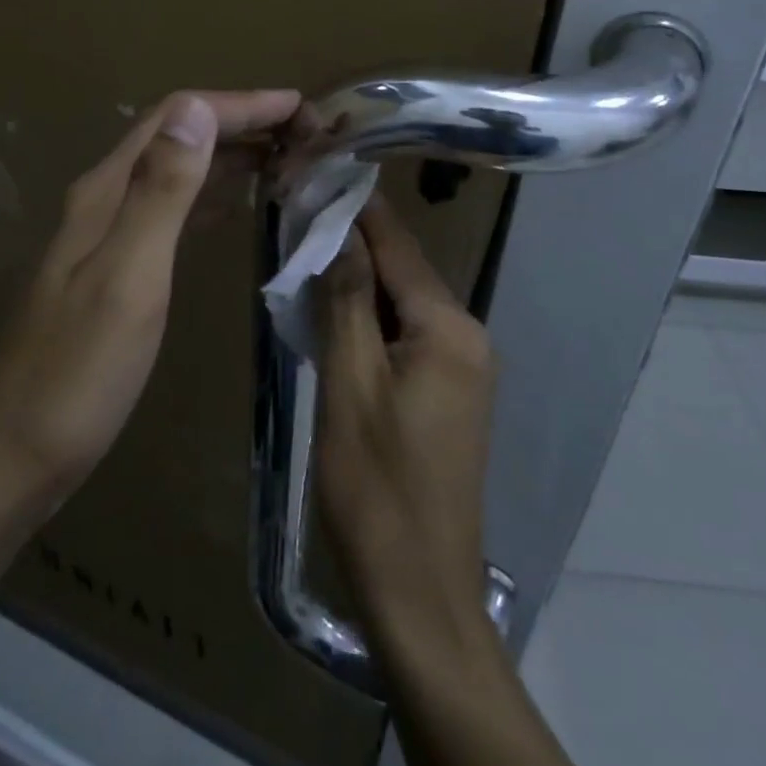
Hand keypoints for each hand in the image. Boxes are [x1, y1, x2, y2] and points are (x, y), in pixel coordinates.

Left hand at [0, 89, 299, 525]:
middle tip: (305, 132)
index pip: (178, 117)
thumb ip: (160, 192)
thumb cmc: (75, 376)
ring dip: (229, 155)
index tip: (301, 106)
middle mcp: (105, 201)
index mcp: (107, 192)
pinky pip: (173, 211)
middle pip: (177, 136)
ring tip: (285, 159)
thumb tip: (195, 107)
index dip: (240, 104)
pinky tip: (236, 208)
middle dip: (240, 122)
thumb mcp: (127, 278)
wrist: (7, 461)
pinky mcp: (114, 271)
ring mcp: (107, 237)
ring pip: (176, 172)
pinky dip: (212, 196)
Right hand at [316, 197, 496, 651]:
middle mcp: (467, 336)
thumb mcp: (350, 385)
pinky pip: (406, 335)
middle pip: (403, 271)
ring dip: (357, 280)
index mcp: (448, 329)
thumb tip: (340, 228)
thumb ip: (347, 301)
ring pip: (402, 303)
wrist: (420, 595)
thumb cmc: (377, 488)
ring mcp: (462, 367)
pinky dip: (369, 317)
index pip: (397, 245)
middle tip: (298, 212)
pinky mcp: (448, 393)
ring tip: (305, 250)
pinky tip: (332, 312)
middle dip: (352, 242)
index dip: (357, 206)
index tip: (318, 170)